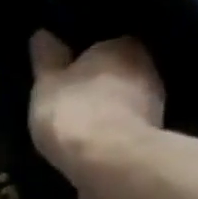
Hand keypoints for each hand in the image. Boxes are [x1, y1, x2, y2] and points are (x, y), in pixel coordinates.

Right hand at [28, 33, 165, 198]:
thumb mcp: (46, 84)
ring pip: (125, 107)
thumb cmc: (74, 112)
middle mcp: (147, 69)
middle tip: (73, 106)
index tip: (68, 79)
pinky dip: (113, 142)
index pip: (105, 46)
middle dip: (100, 89)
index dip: (85, 62)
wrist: (108, 164)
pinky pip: (125, 136)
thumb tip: (42, 34)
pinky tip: (94, 154)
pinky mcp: (152, 143)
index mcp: (123, 45)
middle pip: (119, 76)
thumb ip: (46, 60)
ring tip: (82, 135)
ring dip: (109, 117)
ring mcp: (155, 108)